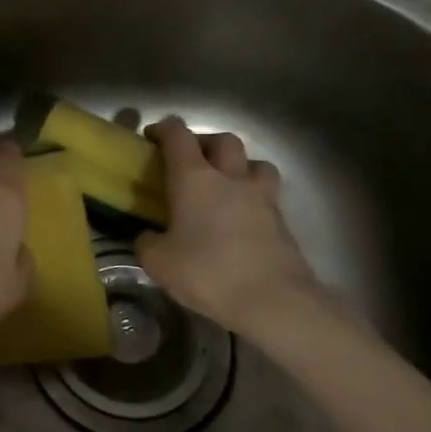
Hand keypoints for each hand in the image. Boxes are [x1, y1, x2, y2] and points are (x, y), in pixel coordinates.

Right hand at [135, 118, 322, 341]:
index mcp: (194, 179)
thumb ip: (147, 242)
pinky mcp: (283, 222)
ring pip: (255, 163)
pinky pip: (267, 195)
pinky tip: (241, 218)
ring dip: (239, 165)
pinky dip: (253, 197)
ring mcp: (262, 198)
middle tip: (190, 161)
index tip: (152, 138)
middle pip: (223, 140)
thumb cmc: (207, 273)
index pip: (178, 137)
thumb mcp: (157, 262)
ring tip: (225, 184)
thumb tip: (150, 236)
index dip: (164, 130)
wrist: (274, 301)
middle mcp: (230, 178)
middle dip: (205, 143)